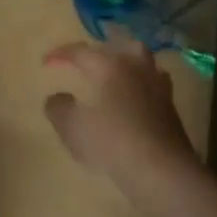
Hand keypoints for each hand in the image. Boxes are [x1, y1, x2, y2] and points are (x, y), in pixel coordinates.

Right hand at [43, 40, 199, 191]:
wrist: (161, 170)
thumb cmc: (111, 142)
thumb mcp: (72, 127)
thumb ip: (58, 108)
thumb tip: (57, 98)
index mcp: (111, 66)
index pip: (82, 51)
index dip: (61, 54)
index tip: (46, 62)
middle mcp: (137, 69)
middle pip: (122, 46)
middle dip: (102, 50)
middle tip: (87, 62)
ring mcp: (159, 88)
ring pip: (143, 63)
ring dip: (127, 65)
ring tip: (112, 77)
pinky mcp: (171, 109)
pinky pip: (152, 86)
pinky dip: (138, 87)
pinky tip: (131, 102)